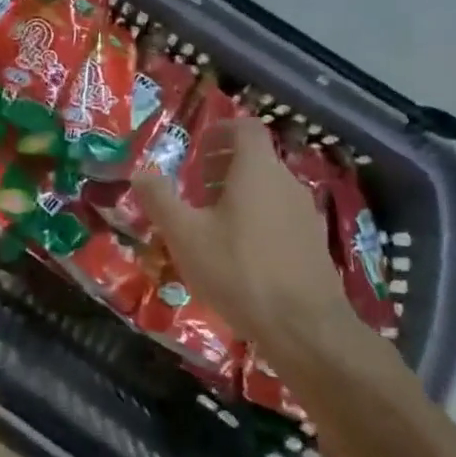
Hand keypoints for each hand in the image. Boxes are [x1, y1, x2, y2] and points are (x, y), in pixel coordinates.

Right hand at [133, 117, 359, 352]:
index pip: (246, 127)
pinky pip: (281, 216)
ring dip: (240, 195)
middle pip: (256, 159)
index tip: (198, 147)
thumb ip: (160, 200)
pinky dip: (258, 220)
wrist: (306, 329)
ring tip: (212, 223)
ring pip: (269, 190)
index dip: (221, 130)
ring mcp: (306, 214)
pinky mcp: (315, 244)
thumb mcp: (185, 236)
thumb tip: (140, 173)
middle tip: (196, 188)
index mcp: (258, 170)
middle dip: (224, 167)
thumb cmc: (239, 271)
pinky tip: (240, 255)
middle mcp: (287, 183)